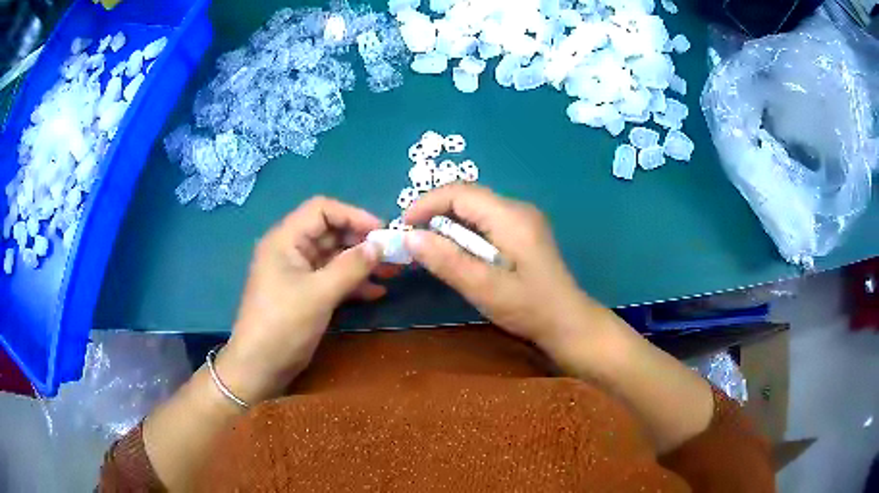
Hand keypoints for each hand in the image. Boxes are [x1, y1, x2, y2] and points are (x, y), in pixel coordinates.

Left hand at [217, 197, 384, 403]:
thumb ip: (351, 267)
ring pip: (334, 257)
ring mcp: (298, 273)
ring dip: (361, 263)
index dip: (352, 215)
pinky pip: (332, 279)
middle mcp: (291, 250)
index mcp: (285, 240)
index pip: (321, 210)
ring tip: (392, 272)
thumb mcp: (319, 294)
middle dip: (361, 241)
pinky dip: (353, 283)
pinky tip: (376, 292)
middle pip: (330, 233)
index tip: (381, 231)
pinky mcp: (305, 293)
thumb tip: (380, 245)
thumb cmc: (283, 325)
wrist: (260, 367)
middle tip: (392, 254)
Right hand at [403, 184, 605, 354]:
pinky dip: (464, 232)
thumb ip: (448, 261)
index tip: (404, 227)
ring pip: (475, 209)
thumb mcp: (485, 289)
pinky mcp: (523, 233)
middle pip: (467, 197)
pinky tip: (456, 252)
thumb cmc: (530, 308)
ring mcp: (523, 220)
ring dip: (448, 223)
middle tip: (413, 240)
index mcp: (510, 216)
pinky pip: (485, 221)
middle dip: (435, 212)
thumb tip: (411, 237)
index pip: (460, 192)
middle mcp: (517, 209)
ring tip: (429, 247)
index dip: (427, 203)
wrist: (568, 323)